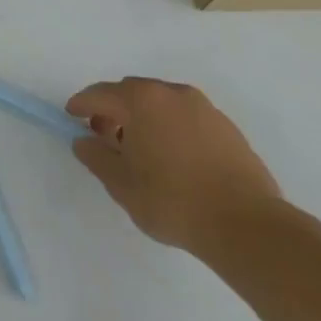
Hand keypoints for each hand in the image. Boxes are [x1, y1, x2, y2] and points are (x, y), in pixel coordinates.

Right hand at [68, 76, 281, 255]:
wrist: (248, 227)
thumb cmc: (173, 201)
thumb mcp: (120, 183)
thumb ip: (95, 156)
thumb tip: (84, 141)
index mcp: (142, 100)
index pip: (100, 94)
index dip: (81, 105)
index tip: (71, 117)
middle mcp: (173, 94)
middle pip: (131, 92)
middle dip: (114, 110)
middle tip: (106, 137)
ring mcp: (205, 109)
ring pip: (161, 104)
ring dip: (144, 118)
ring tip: (142, 151)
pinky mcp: (228, 129)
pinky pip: (186, 118)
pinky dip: (171, 128)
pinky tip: (173, 159)